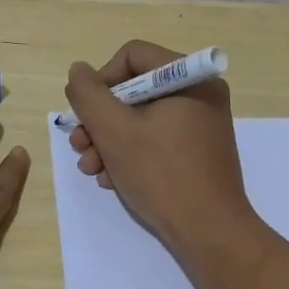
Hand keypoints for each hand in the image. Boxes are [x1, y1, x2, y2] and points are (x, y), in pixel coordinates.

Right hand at [64, 41, 260, 256]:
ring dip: (108, 141)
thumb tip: (79, 71)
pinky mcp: (197, 152)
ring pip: (141, 118)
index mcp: (190, 78)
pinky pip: (156, 139)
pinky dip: (130, 154)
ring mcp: (201, 124)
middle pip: (134, 90)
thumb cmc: (161, 174)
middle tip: (79, 146)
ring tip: (91, 169)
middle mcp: (200, 94)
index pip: (132, 56)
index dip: (101, 81)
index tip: (85, 113)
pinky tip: (112, 179)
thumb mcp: (114, 130)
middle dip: (100, 120)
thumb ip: (88, 94)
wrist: (209, 232)